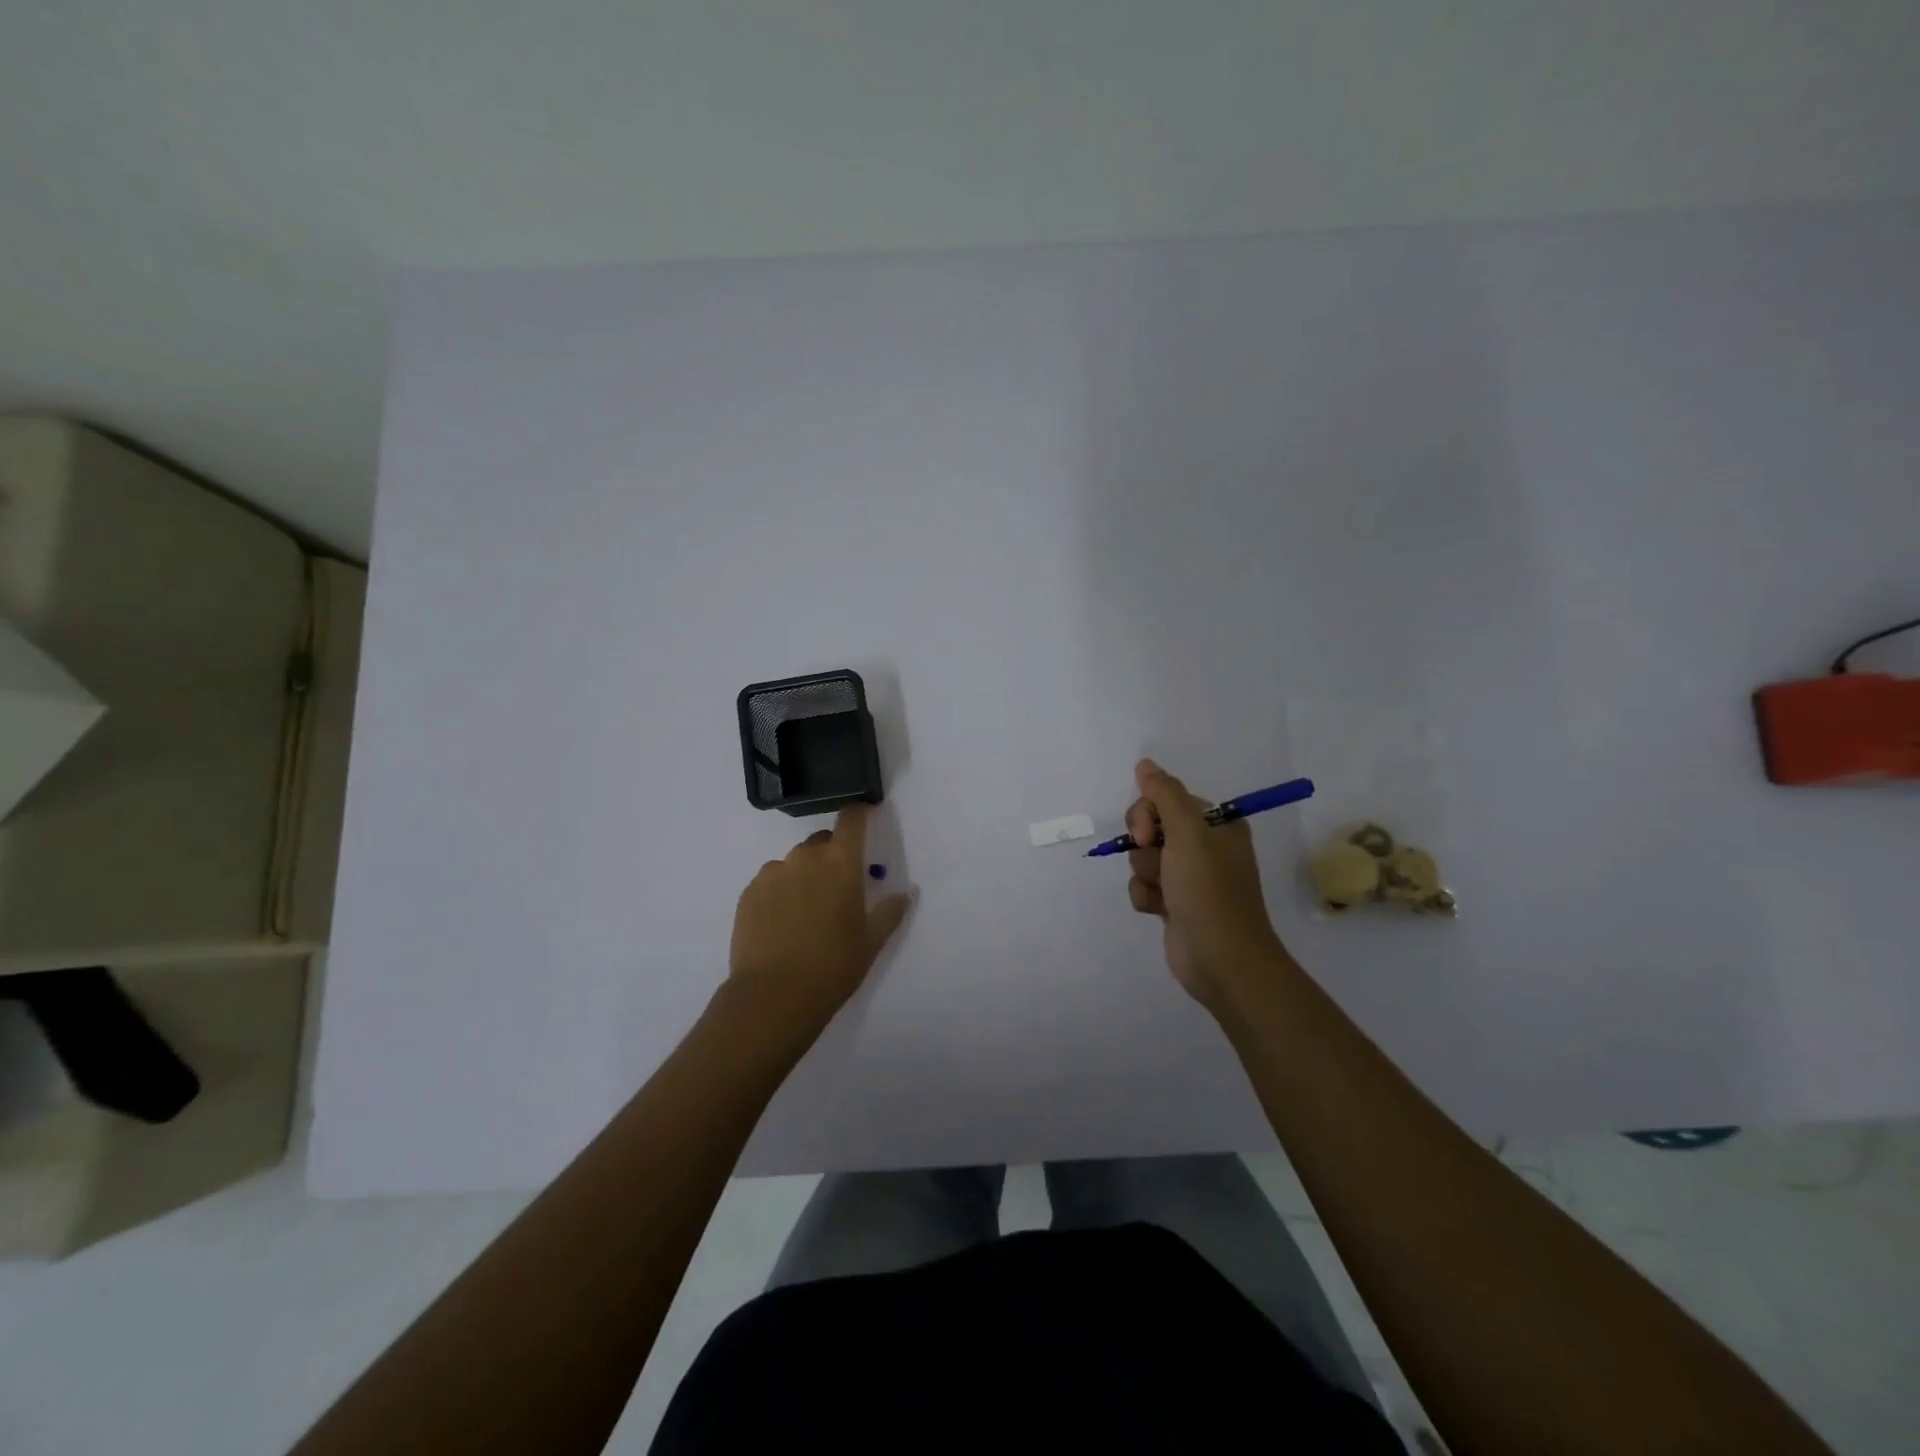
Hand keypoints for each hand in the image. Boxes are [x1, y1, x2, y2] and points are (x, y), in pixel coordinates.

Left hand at [728, 804, 911, 1029]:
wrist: (773, 996)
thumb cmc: (833, 965)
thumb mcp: (872, 941)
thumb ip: (890, 911)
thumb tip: (905, 893)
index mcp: (840, 862)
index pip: (852, 819)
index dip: (859, 815)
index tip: (865, 819)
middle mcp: (805, 857)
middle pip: (822, 842)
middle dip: (832, 857)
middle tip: (836, 890)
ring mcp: (772, 873)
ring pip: (794, 863)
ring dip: (803, 876)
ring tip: (805, 913)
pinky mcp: (748, 892)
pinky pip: (770, 882)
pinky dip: (779, 893)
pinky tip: (781, 924)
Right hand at [1125, 758, 1287, 1008]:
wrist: (1221, 959)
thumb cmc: (1208, 890)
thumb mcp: (1188, 833)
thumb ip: (1164, 794)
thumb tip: (1145, 763)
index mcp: (1217, 824)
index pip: (1167, 800)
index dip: (1148, 814)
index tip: (1148, 834)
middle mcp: (1205, 847)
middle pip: (1151, 827)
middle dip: (1145, 846)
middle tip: (1158, 863)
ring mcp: (1189, 877)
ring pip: (1144, 858)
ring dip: (1145, 874)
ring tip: (1163, 893)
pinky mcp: (1176, 903)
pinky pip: (1145, 886)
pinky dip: (1145, 896)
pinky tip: (1158, 910)